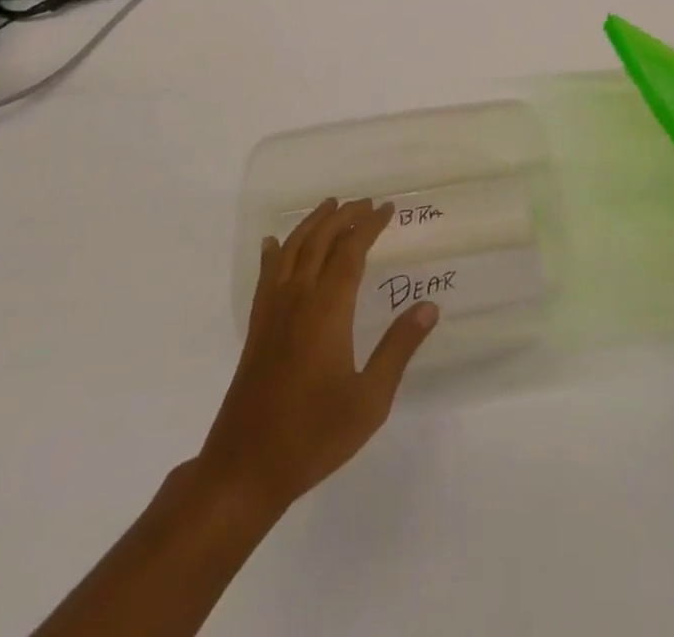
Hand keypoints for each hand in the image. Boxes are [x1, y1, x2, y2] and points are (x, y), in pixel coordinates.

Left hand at [195, 198, 438, 513]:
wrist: (245, 470)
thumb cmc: (313, 436)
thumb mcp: (369, 400)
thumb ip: (398, 349)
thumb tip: (429, 306)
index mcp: (327, 311)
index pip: (351, 251)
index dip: (370, 226)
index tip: (388, 209)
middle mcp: (297, 299)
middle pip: (320, 241)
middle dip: (344, 216)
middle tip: (366, 203)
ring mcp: (272, 312)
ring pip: (291, 250)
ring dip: (313, 224)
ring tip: (330, 206)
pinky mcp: (257, 328)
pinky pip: (266, 275)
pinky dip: (275, 252)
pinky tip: (275, 243)